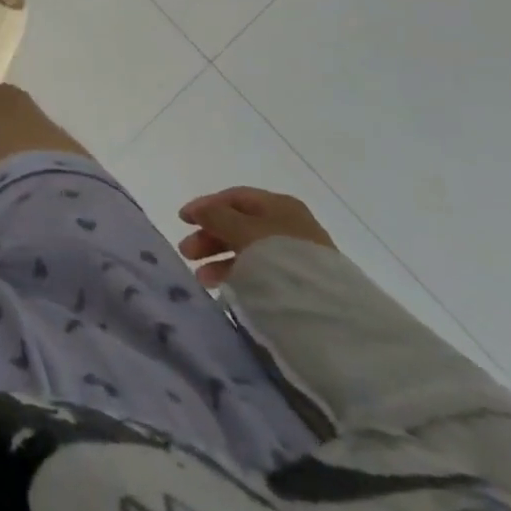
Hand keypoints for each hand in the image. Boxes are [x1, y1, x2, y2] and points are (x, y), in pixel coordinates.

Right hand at [177, 187, 336, 286]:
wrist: (329, 313)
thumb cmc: (280, 259)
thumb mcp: (242, 230)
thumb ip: (216, 216)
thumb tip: (199, 210)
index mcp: (279, 205)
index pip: (234, 198)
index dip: (205, 206)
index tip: (182, 220)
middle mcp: (290, 225)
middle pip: (239, 224)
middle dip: (210, 237)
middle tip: (187, 253)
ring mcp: (297, 256)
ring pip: (249, 250)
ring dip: (221, 260)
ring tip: (201, 278)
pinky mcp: (301, 284)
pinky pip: (261, 272)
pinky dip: (240, 275)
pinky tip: (225, 287)